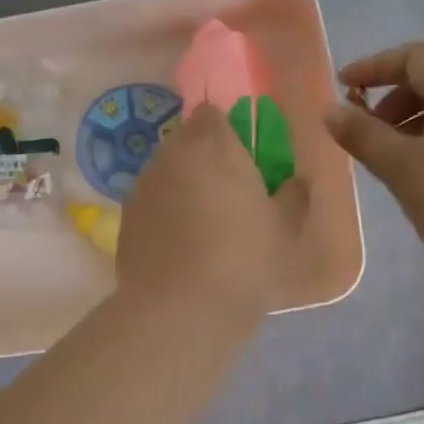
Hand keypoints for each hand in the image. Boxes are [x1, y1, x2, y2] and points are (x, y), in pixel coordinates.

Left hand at [117, 103, 309, 326]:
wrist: (182, 308)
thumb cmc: (244, 258)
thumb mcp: (285, 229)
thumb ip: (295, 195)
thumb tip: (298, 181)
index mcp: (212, 145)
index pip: (212, 115)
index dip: (227, 133)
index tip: (243, 160)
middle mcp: (170, 156)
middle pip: (185, 142)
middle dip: (203, 159)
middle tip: (227, 193)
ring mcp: (142, 187)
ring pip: (164, 173)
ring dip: (181, 186)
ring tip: (202, 224)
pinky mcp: (125, 220)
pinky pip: (150, 205)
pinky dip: (163, 215)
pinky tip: (178, 247)